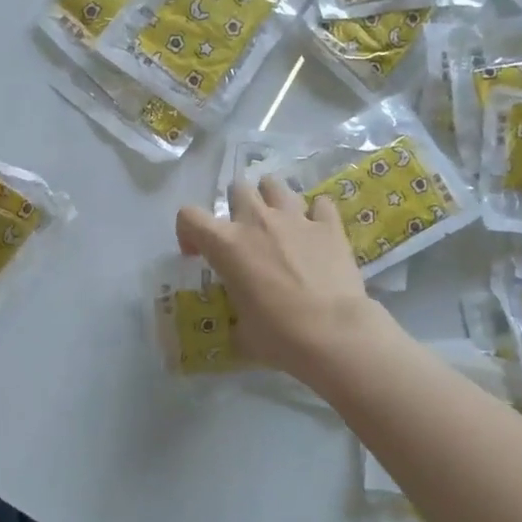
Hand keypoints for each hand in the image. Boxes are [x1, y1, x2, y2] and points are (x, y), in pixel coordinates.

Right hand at [174, 175, 386, 383]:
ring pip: (275, 185)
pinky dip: (316, 213)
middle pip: (238, 188)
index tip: (197, 254)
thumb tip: (240, 324)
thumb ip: (235, 315)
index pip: (189, 216)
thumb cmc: (278, 336)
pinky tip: (316, 230)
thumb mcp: (241, 330)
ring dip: (271, 198)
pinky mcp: (329, 226)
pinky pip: (320, 203)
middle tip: (244, 233)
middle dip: (236, 205)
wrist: (333, 333)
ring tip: (277, 221)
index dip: (187, 231)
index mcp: (226, 245)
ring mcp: (295, 219)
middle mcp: (257, 221)